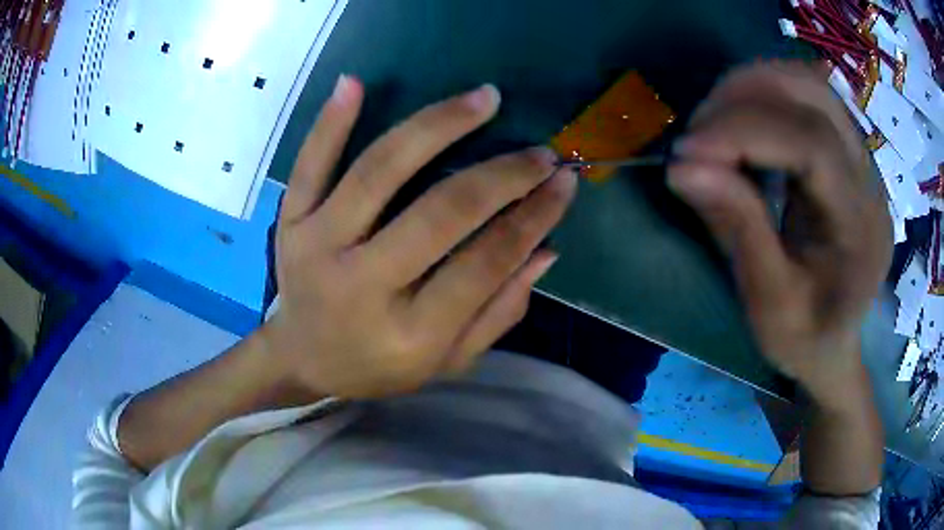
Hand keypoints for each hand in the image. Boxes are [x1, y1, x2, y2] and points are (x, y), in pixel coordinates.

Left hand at [264, 76, 576, 398]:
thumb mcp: (445, 362)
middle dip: (501, 175)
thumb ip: (497, 312)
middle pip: (440, 213)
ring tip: (483, 98)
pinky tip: (356, 83)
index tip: (564, 182)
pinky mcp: (291, 222)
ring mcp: (317, 246)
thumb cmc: (377, 366)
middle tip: (540, 152)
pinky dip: (330, 122)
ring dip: (437, 126)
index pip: (484, 264)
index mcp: (408, 333)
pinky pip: (308, 165)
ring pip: (379, 171)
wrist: (300, 358)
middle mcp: (361, 285)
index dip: (532, 218)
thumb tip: (545, 251)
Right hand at [667, 63, 892, 405]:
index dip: (745, 133)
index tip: (685, 151)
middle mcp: (869, 180)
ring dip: (752, 87)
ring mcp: (862, 158)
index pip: (813, 145)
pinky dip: (765, 94)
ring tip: (714, 125)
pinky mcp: (846, 150)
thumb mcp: (769, 306)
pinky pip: (806, 96)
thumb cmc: (805, 340)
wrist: (835, 345)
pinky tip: (742, 124)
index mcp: (861, 228)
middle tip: (697, 135)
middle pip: (812, 95)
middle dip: (744, 98)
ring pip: (808, 82)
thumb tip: (682, 167)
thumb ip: (737, 231)